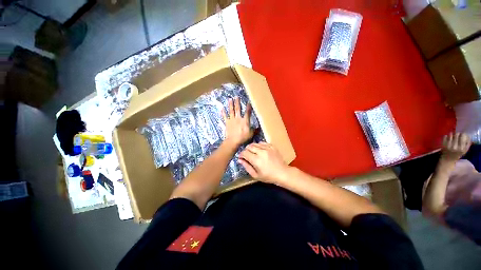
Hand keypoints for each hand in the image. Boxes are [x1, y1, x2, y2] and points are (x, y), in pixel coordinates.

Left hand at [222, 97, 253, 147]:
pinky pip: (225, 116)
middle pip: (238, 109)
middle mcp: (238, 118)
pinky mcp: (227, 122)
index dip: (248, 107)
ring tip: (230, 99)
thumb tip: (258, 127)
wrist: (233, 141)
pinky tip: (222, 108)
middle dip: (237, 102)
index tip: (248, 102)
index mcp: (245, 121)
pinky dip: (223, 112)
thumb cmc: (243, 137)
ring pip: (231, 111)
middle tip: (237, 97)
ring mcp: (232, 120)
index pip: (247, 112)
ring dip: (230, 105)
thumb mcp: (251, 134)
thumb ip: (254, 130)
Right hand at [239, 142, 289, 183]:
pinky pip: (262, 142)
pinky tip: (260, 150)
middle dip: (246, 150)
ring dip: (252, 147)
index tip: (241, 157)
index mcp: (256, 160)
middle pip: (249, 146)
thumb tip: (239, 160)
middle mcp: (261, 152)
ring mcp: (267, 148)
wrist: (282, 173)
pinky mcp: (272, 146)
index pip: (244, 153)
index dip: (241, 155)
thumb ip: (246, 166)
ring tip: (253, 152)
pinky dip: (259, 145)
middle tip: (247, 155)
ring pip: (255, 143)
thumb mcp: (255, 175)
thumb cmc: (268, 176)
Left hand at [441, 132, 470, 161]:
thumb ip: (467, 144)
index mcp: (461, 148)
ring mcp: (448, 145)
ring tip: (452, 136)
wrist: (448, 159)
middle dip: (457, 133)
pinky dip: (446, 136)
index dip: (463, 134)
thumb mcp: (465, 151)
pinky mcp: (443, 144)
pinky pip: (445, 136)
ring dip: (452, 134)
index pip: (463, 136)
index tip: (462, 134)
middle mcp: (455, 146)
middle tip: (457, 135)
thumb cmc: (457, 154)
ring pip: (450, 134)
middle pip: (457, 134)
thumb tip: (468, 136)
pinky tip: (447, 137)